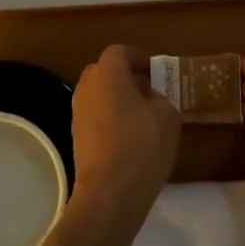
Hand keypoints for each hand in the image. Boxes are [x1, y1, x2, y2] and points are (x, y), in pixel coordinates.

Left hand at [70, 45, 180, 214]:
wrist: (109, 193)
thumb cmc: (142, 146)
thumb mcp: (168, 115)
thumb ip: (159, 97)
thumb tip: (148, 98)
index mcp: (107, 74)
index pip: (119, 52)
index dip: (138, 57)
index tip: (155, 72)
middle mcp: (87, 87)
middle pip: (105, 71)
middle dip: (126, 77)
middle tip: (149, 92)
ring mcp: (77, 113)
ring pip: (98, 94)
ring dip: (117, 98)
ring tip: (141, 117)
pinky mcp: (76, 136)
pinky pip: (95, 115)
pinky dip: (109, 118)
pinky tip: (128, 138)